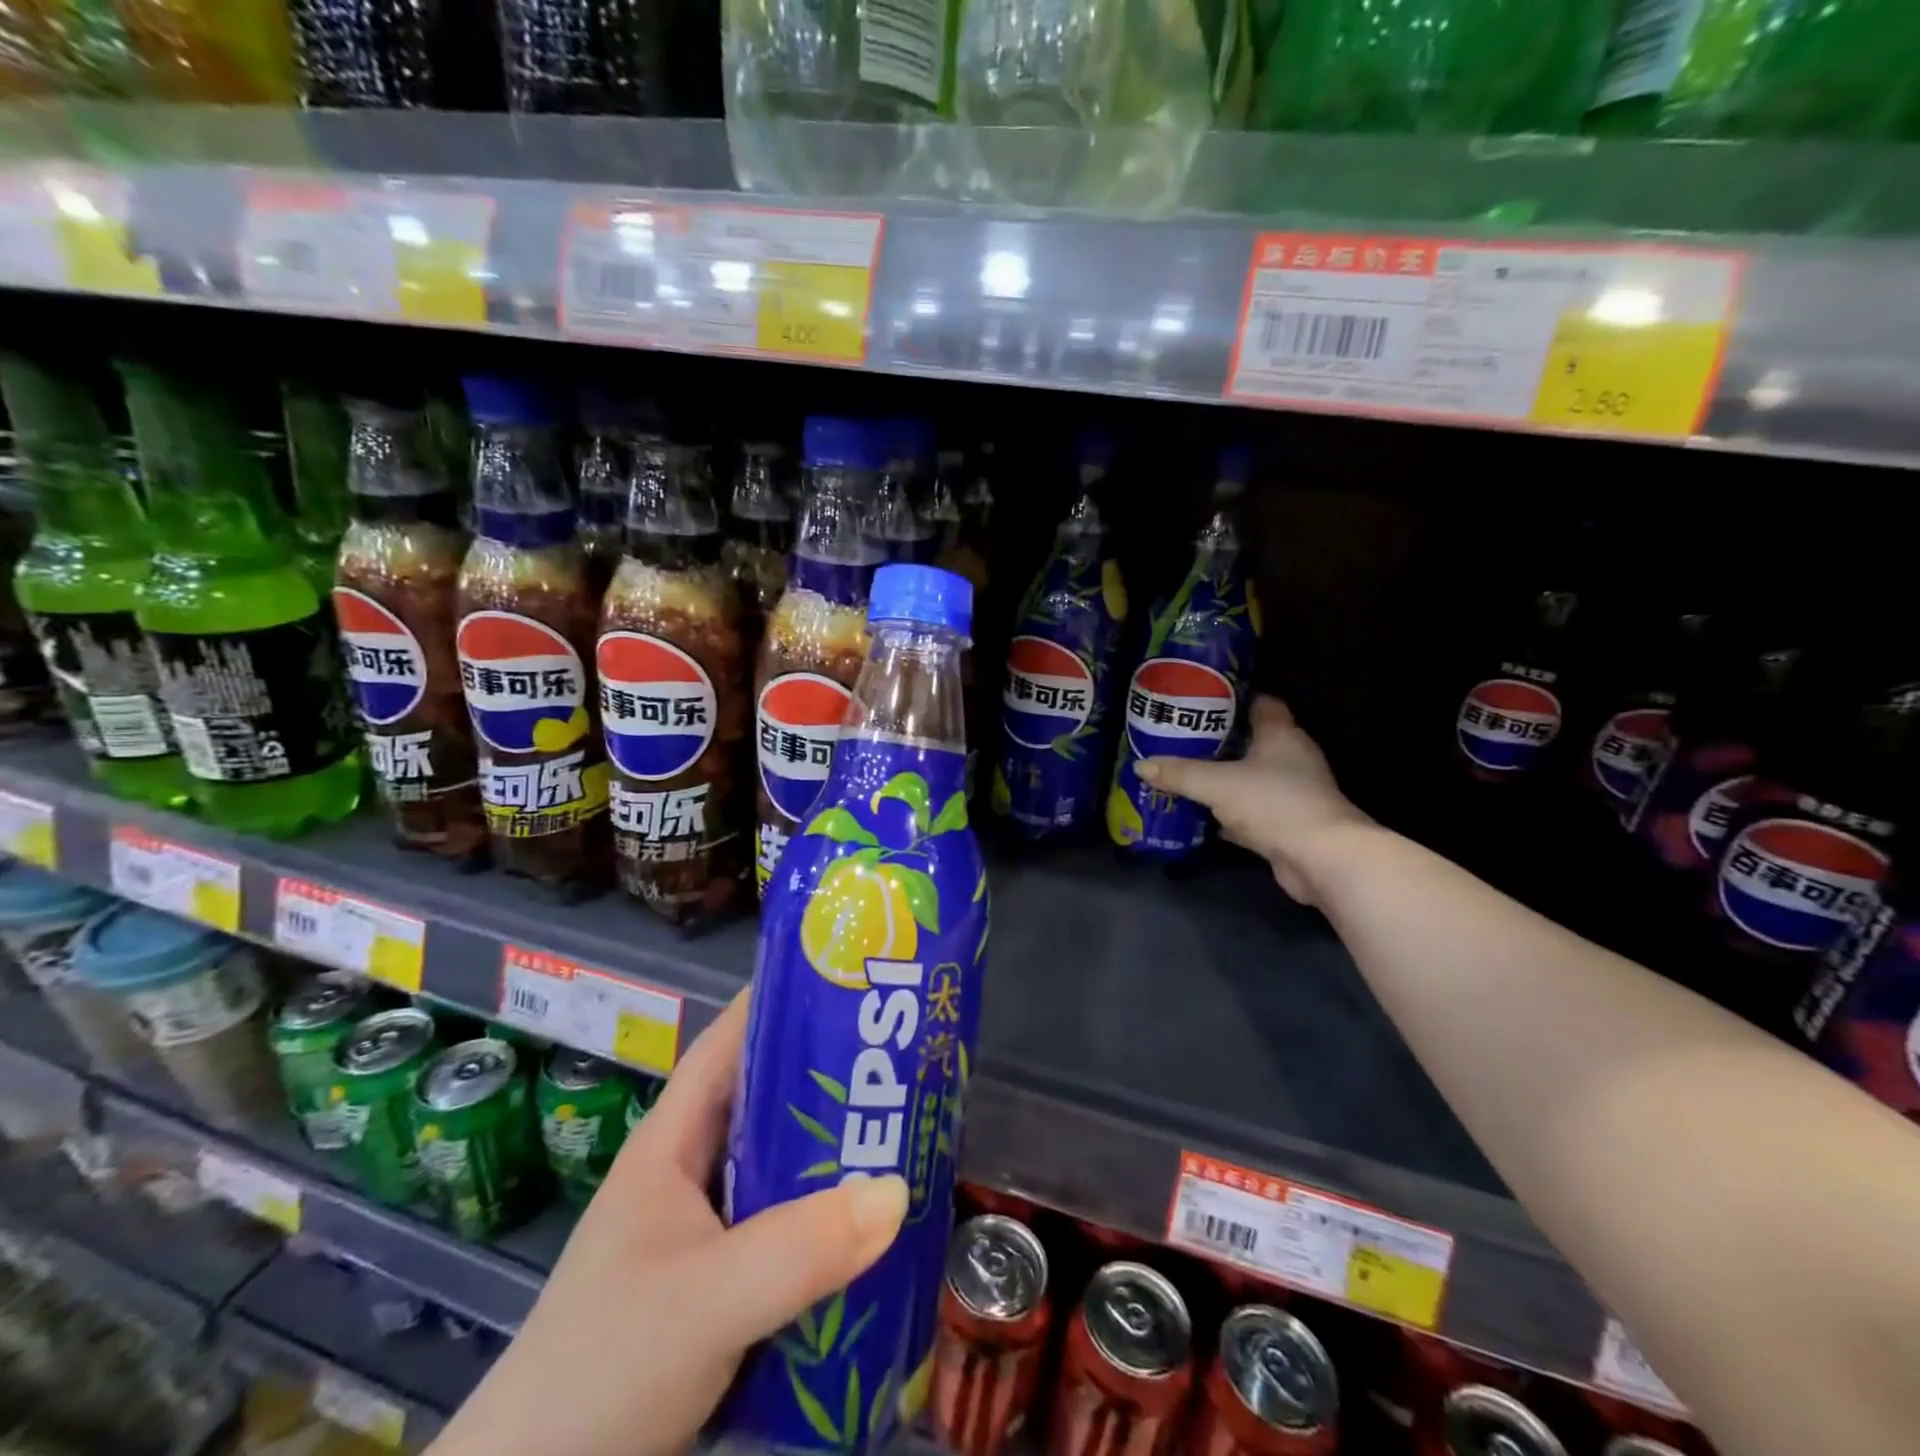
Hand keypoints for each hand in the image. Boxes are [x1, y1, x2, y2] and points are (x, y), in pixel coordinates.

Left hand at [429, 991, 907, 1455]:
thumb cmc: (601, 1371)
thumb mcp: (702, 1301)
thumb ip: (797, 1250)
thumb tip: (897, 1189)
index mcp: (672, 1142)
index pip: (730, 1042)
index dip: (783, 1001)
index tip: (850, 980)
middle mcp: (691, 1174)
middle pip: (769, 1102)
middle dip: (832, 1077)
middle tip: (906, 1057)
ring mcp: (706, 1234)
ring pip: (784, 1169)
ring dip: (837, 1155)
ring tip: (910, 1130)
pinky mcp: (723, 1289)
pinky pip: (790, 1232)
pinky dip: (831, 1222)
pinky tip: (879, 1228)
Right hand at [1139, 694, 1373, 905]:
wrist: (1320, 858)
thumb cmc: (1273, 802)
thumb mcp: (1217, 784)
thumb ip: (1179, 773)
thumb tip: (1141, 766)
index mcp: (1281, 734)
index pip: (1260, 703)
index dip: (1232, 699)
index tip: (1199, 700)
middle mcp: (1290, 758)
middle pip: (1250, 741)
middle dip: (1216, 740)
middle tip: (1180, 738)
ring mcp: (1290, 792)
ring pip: (1247, 777)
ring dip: (1221, 778)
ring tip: (1181, 772)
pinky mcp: (1285, 823)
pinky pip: (1248, 810)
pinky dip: (1226, 812)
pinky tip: (1198, 814)